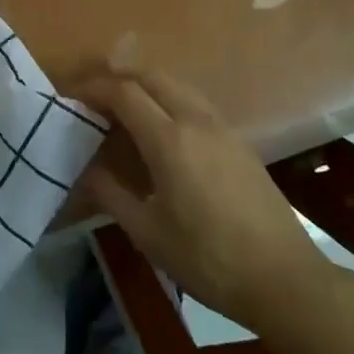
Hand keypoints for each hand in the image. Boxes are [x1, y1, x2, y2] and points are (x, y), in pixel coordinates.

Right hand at [75, 63, 348, 333]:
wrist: (283, 278)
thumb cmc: (208, 259)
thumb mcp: (147, 233)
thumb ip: (111, 193)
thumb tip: (85, 168)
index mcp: (170, 140)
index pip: (124, 92)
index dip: (94, 88)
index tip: (71, 96)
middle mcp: (196, 120)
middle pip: (152, 76)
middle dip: (118, 77)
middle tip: (93, 96)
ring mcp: (222, 128)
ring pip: (177, 85)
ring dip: (145, 85)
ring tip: (122, 109)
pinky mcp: (239, 141)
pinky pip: (195, 102)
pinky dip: (168, 100)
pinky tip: (161, 130)